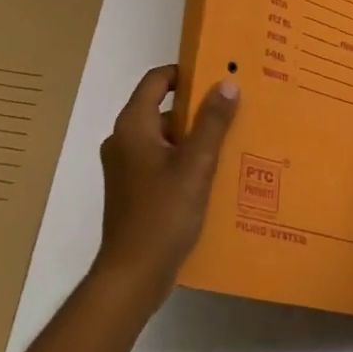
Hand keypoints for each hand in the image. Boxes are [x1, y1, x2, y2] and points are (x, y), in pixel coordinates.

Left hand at [94, 65, 238, 301]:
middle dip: (195, 109)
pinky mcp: (130, 190)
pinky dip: (180, 161)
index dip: (185, 74)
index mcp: (133, 125)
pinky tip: (209, 177)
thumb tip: (226, 83)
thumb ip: (212, 122)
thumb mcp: (196, 164)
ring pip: (162, 138)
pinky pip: (158, 161)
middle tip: (230, 111)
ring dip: (190, 138)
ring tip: (227, 144)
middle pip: (161, 108)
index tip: (216, 77)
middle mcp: (122, 139)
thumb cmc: (163, 214)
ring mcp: (124, 167)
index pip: (156, 80)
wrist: (132, 277)